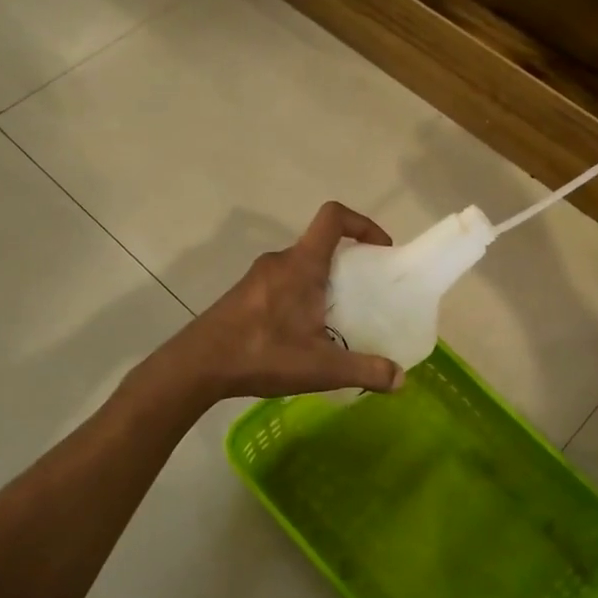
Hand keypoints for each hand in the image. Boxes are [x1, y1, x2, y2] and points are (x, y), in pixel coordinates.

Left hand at [166, 202, 404, 400]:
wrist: (197, 366)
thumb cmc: (262, 354)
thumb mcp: (321, 367)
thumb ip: (365, 371)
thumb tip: (400, 380)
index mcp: (301, 265)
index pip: (334, 217)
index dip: (363, 224)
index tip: (381, 250)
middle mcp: (279, 261)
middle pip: (320, 245)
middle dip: (348, 263)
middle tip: (365, 295)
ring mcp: (257, 277)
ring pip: (300, 267)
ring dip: (322, 283)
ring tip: (336, 320)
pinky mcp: (243, 295)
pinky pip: (282, 283)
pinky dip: (300, 296)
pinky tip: (301, 335)